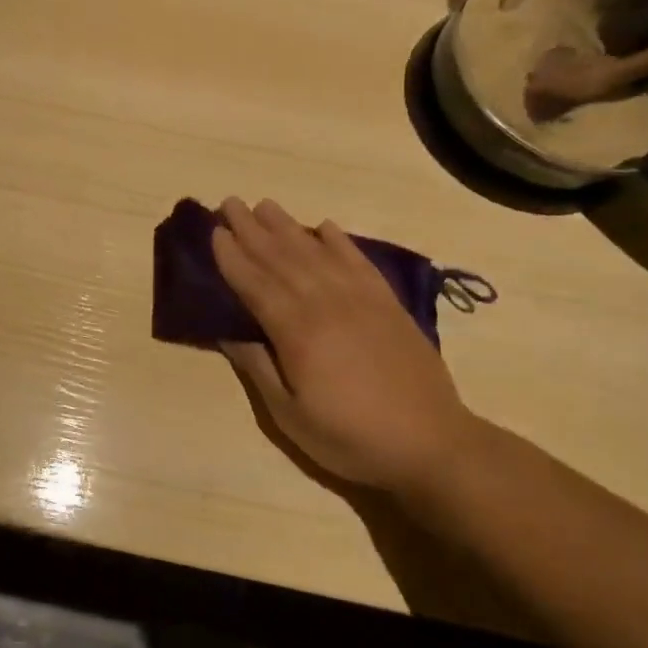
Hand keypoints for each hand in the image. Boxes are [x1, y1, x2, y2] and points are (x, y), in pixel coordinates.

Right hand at [211, 198, 472, 494]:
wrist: (433, 445)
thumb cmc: (351, 437)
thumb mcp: (290, 415)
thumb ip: (258, 367)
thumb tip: (227, 332)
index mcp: (297, 331)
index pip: (255, 283)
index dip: (232, 256)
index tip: (214, 231)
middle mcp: (326, 304)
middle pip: (281, 258)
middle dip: (252, 229)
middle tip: (230, 203)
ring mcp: (361, 300)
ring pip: (316, 252)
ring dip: (287, 226)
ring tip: (265, 205)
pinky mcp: (388, 304)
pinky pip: (358, 261)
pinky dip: (339, 241)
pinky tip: (324, 227)